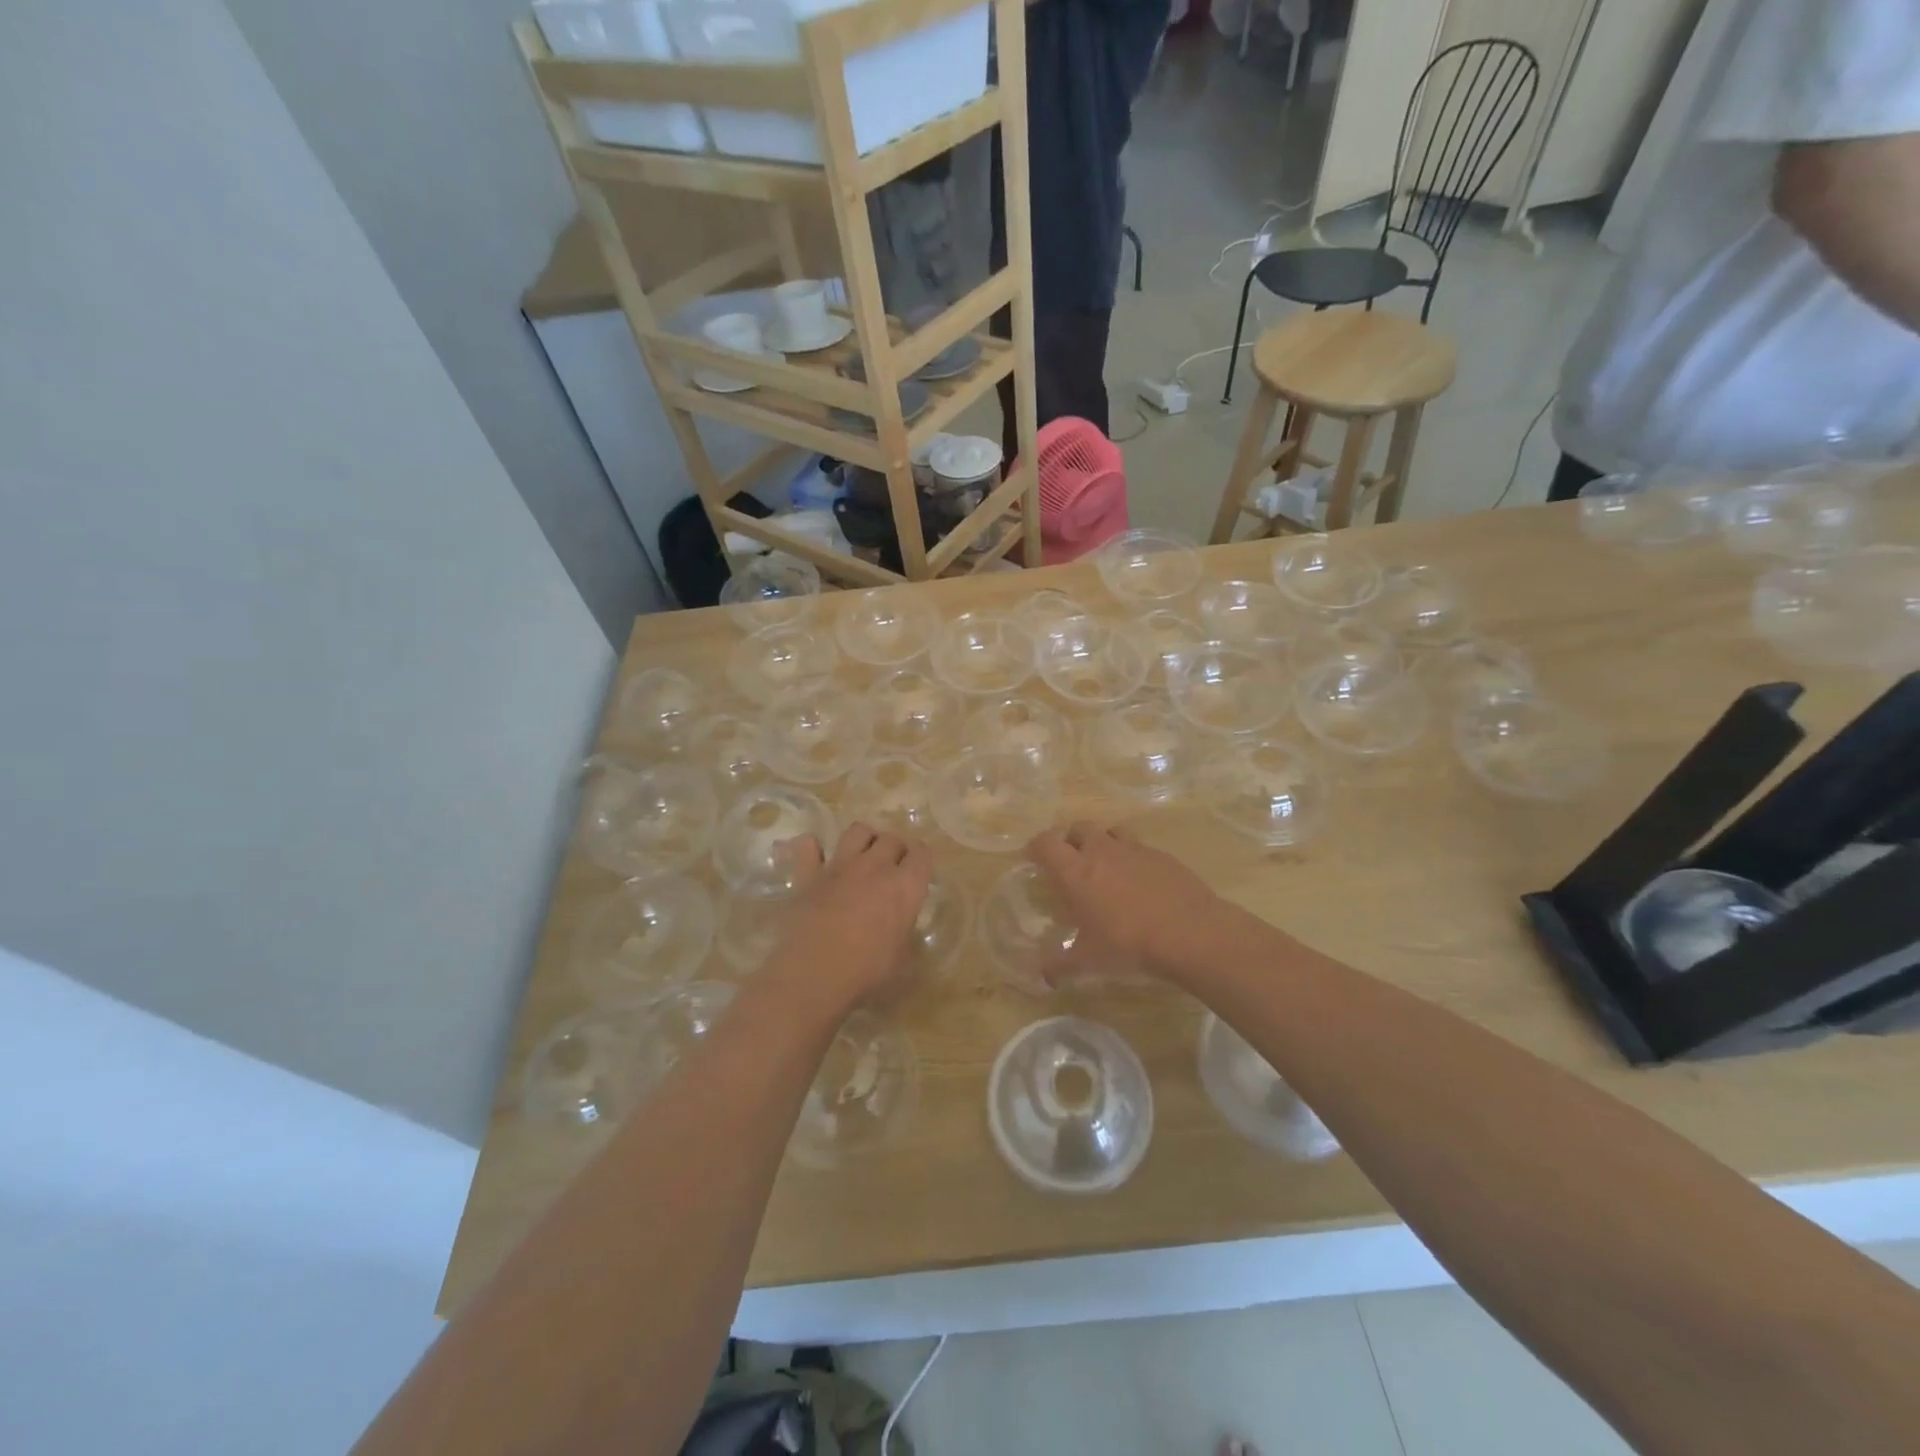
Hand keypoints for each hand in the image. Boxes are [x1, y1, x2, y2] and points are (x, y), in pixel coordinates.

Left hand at [765, 823, 932, 1007]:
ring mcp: (840, 866)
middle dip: (896, 849)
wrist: (814, 973)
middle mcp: (876, 867)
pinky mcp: (808, 874)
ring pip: (857, 831)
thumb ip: (905, 938)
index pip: (923, 854)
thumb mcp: (903, 962)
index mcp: (905, 887)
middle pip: (892, 839)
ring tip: (862, 855)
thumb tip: (903, 935)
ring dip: (864, 838)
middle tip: (892, 868)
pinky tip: (816, 858)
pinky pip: (808, 846)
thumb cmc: (867, 972)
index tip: (918, 871)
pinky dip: (812, 848)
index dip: (922, 860)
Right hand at [1025, 821, 1222, 983]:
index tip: (1033, 859)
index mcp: (1075, 871)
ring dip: (1102, 842)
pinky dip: (1132, 858)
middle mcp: (1102, 851)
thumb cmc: (1128, 944)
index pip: (1046, 843)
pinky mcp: (1162, 856)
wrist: (1190, 933)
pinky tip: (1138, 882)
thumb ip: (1059, 966)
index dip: (1036, 847)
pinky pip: (1139, 847)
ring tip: (1104, 866)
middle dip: (1069, 840)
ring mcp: (1135, 850)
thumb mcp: (1088, 961)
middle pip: (1078, 828)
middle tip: (1069, 863)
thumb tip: (1040, 977)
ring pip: (1110, 831)